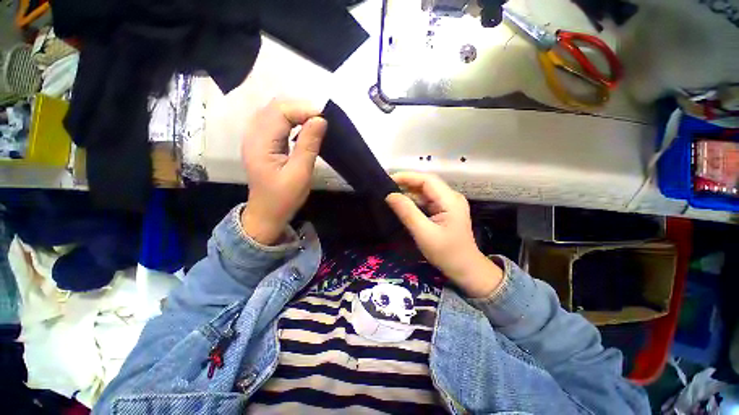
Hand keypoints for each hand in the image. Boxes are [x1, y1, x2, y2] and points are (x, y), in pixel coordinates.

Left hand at [240, 99, 326, 244]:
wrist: (267, 213)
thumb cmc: (284, 198)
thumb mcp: (300, 173)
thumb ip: (309, 145)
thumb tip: (321, 119)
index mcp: (260, 143)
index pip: (280, 111)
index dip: (303, 109)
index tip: (325, 119)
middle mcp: (253, 134)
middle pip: (275, 107)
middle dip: (300, 108)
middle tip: (322, 120)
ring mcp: (256, 138)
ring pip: (275, 112)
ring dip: (296, 113)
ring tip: (315, 123)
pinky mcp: (262, 143)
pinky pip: (275, 122)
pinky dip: (291, 120)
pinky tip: (303, 128)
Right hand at [386, 172, 503, 297]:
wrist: (465, 270)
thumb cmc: (447, 253)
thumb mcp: (424, 233)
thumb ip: (407, 212)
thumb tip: (389, 195)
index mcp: (450, 200)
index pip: (426, 179)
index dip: (407, 177)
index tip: (387, 179)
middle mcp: (450, 197)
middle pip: (426, 183)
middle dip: (406, 183)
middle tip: (385, 187)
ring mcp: (448, 204)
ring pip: (425, 192)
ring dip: (408, 192)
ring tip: (390, 194)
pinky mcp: (444, 211)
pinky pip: (426, 201)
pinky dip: (413, 201)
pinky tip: (402, 204)